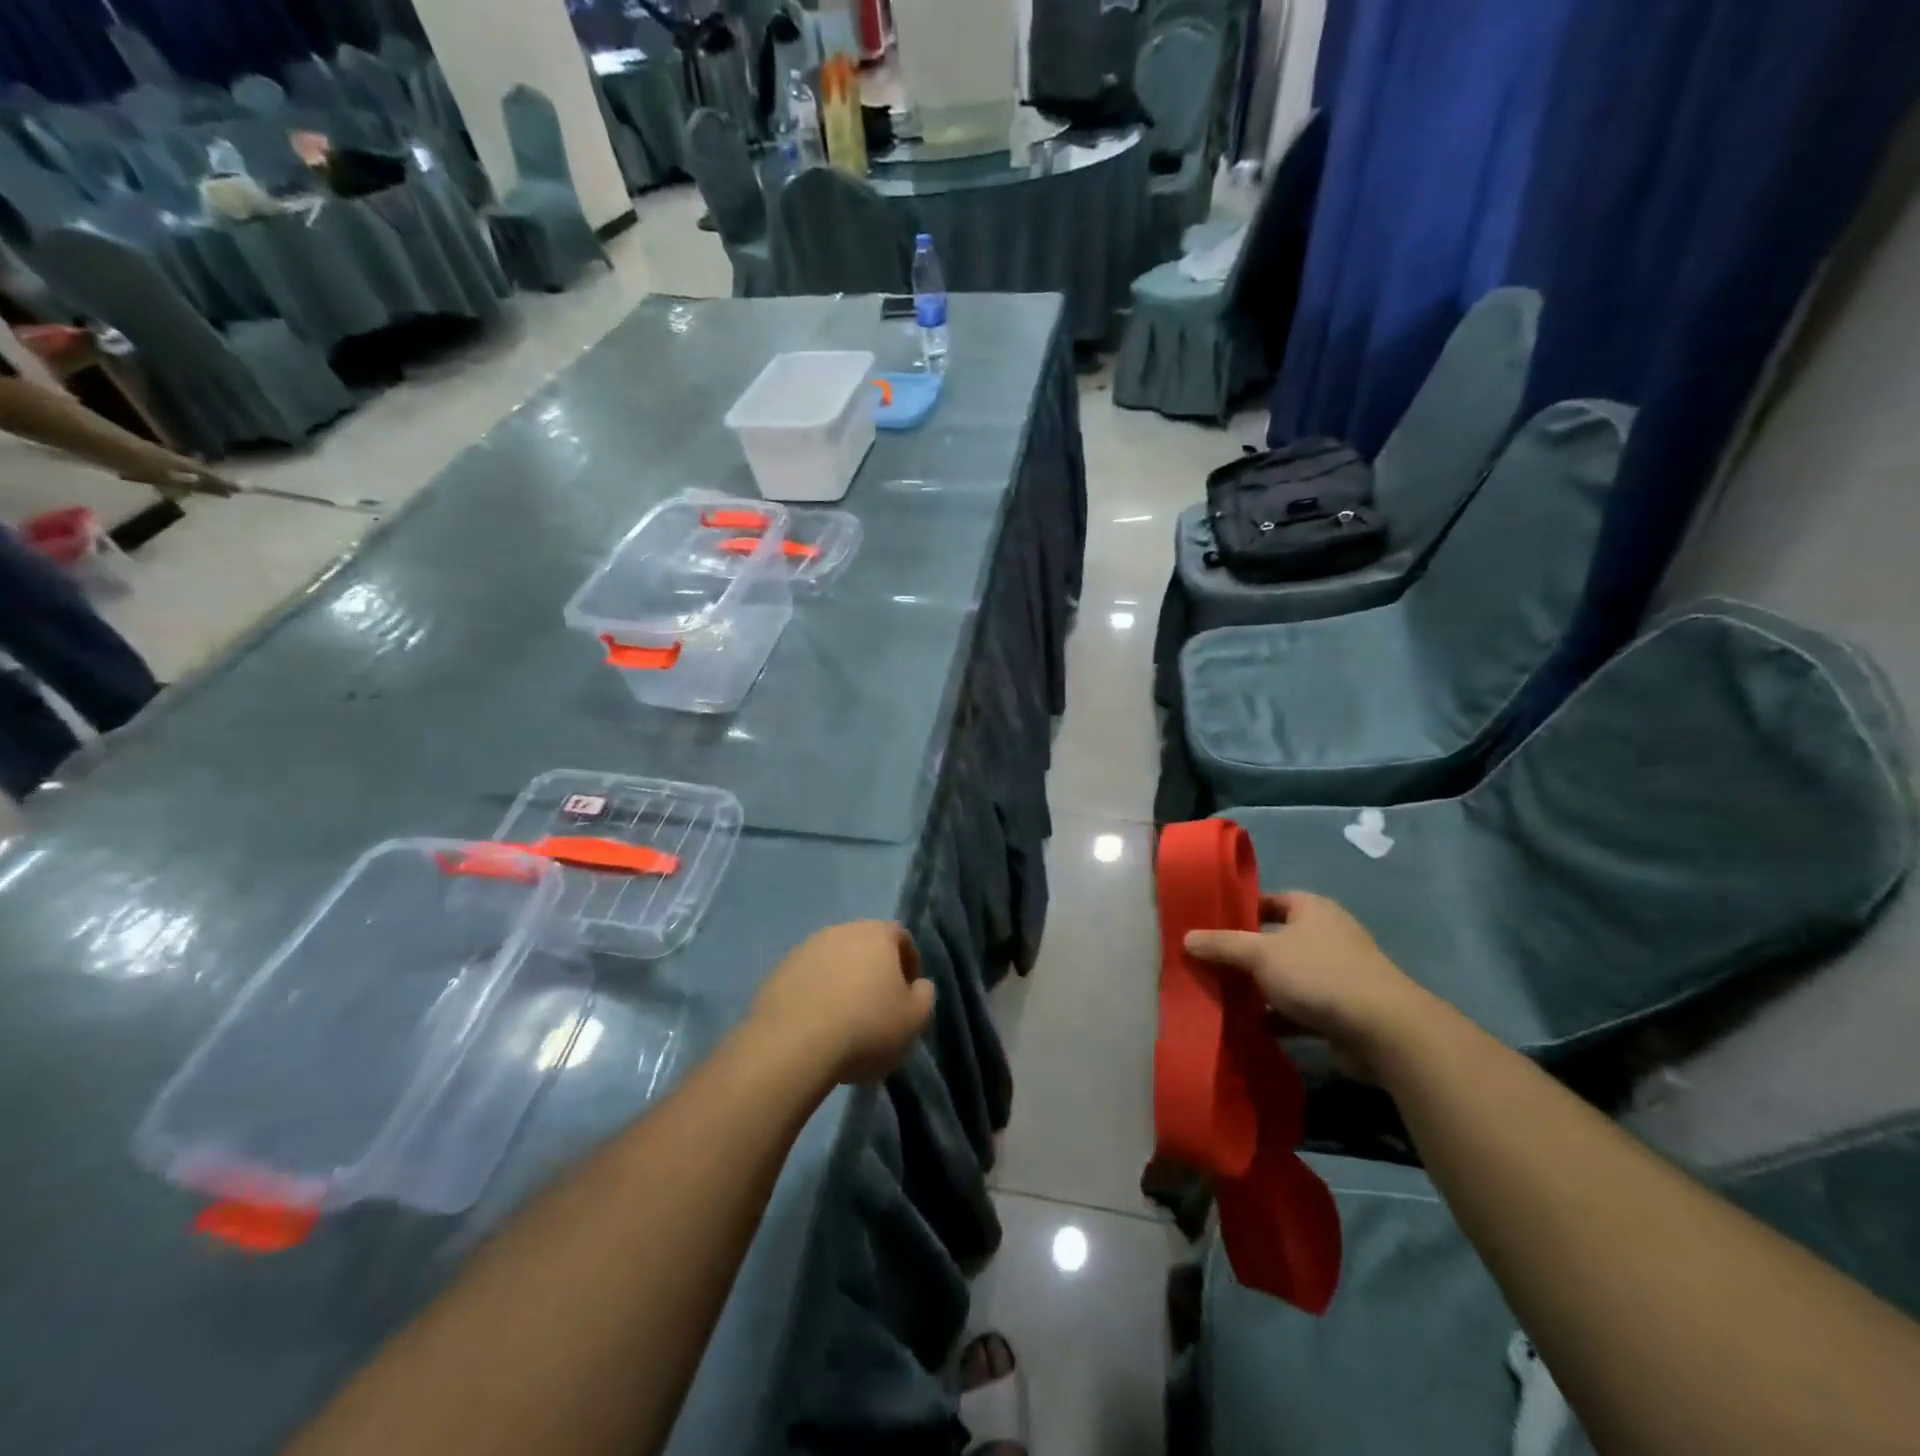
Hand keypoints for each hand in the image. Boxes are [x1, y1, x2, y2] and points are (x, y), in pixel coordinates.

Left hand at [748, 921, 934, 1085]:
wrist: (792, 1046)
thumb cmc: (865, 1028)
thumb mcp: (913, 1019)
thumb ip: (923, 996)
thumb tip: (917, 985)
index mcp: (876, 934)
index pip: (901, 937)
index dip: (909, 964)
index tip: (907, 995)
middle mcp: (840, 931)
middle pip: (865, 946)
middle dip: (873, 972)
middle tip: (877, 1009)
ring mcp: (804, 949)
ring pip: (833, 962)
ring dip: (842, 983)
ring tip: (844, 1021)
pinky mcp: (777, 972)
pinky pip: (807, 980)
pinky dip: (815, 996)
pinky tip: (816, 1027)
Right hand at [1184, 892, 1430, 1082]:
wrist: (1383, 1031)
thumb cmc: (1319, 974)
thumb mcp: (1260, 954)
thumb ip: (1222, 945)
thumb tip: (1186, 938)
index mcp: (1311, 909)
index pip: (1267, 901)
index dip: (1238, 911)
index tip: (1207, 926)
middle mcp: (1325, 935)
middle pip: (1273, 940)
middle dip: (1242, 954)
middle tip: (1206, 963)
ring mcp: (1335, 974)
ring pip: (1284, 976)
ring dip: (1257, 988)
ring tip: (1219, 997)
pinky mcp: (1339, 1010)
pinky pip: (1297, 1008)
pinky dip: (1275, 1016)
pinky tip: (1247, 1027)